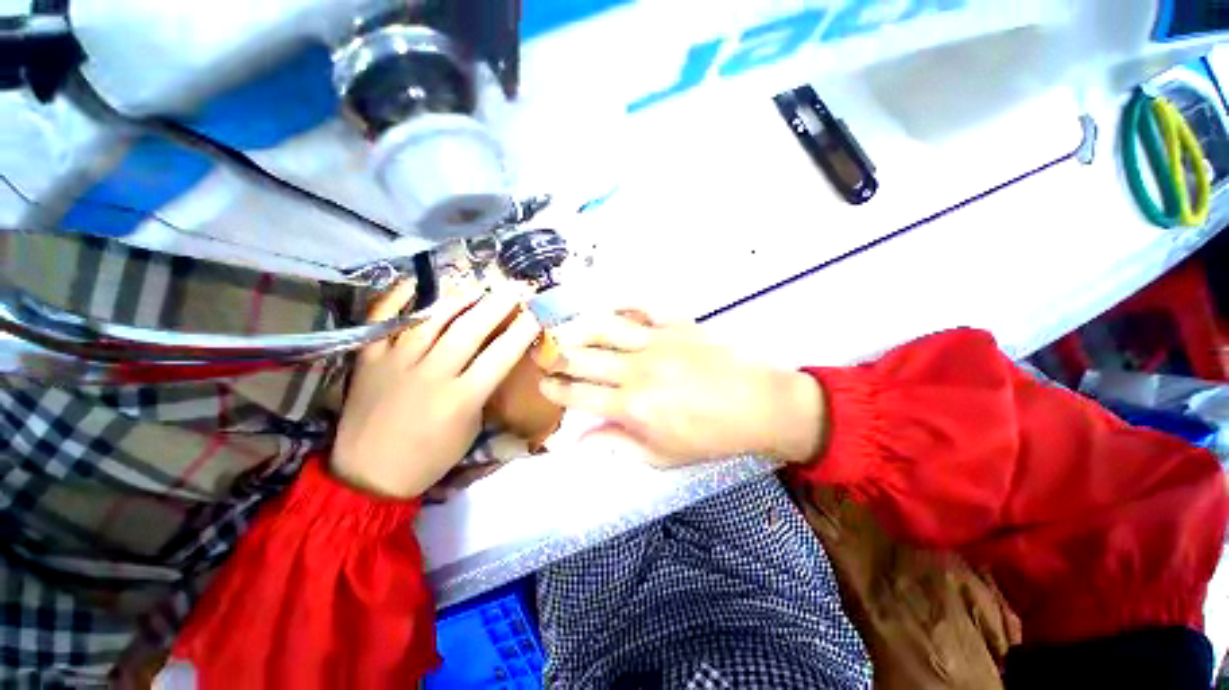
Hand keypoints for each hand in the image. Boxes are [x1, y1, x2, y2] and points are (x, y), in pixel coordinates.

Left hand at [331, 283, 541, 497]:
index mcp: (461, 398)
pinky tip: (415, 282)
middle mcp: (431, 374)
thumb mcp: (470, 428)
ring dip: (458, 298)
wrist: (368, 475)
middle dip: (496, 305)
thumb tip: (493, 361)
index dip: (522, 332)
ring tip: (477, 284)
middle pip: (469, 330)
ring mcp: (396, 363)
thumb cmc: (430, 457)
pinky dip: (396, 299)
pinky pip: (382, 322)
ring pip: (431, 320)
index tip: (536, 314)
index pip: (500, 356)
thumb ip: (482, 391)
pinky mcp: (368, 360)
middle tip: (513, 288)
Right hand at [539, 310, 826, 466]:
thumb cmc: (709, 437)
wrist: (758, 405)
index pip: (578, 394)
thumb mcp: (662, 456)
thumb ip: (617, 446)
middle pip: (583, 358)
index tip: (543, 385)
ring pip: (604, 328)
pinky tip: (612, 309)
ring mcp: (656, 342)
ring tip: (567, 331)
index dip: (555, 389)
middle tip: (543, 355)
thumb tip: (578, 442)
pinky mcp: (676, 324)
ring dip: (580, 329)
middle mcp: (636, 370)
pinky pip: (642, 308)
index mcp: (632, 406)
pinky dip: (623, 306)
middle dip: (555, 356)